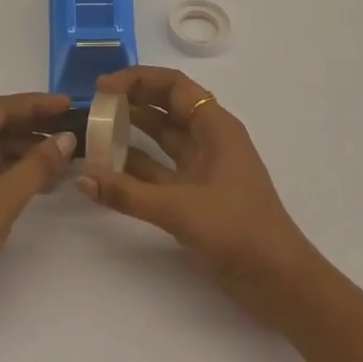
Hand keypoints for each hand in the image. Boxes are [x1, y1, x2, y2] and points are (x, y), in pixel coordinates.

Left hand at [0, 92, 75, 328]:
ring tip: (64, 157)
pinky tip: (42, 181)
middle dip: (33, 128)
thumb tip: (66, 139)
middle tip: (71, 129)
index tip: (69, 104)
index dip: (36, 105)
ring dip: (25, 153)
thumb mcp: (3, 200)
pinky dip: (12, 173)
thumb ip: (38, 165)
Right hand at [78, 67, 323, 326]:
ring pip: (162, 139)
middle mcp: (210, 140)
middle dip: (132, 102)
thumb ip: (129, 194)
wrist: (279, 282)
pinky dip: (135, 169)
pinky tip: (107, 172)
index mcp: (216, 127)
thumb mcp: (180, 209)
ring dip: (131, 134)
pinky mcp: (196, 196)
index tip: (102, 88)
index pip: (174, 85)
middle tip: (94, 107)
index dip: (138, 79)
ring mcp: (203, 169)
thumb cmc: (238, 230)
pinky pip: (160, 171)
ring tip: (94, 133)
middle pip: (166, 107)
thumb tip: (83, 179)